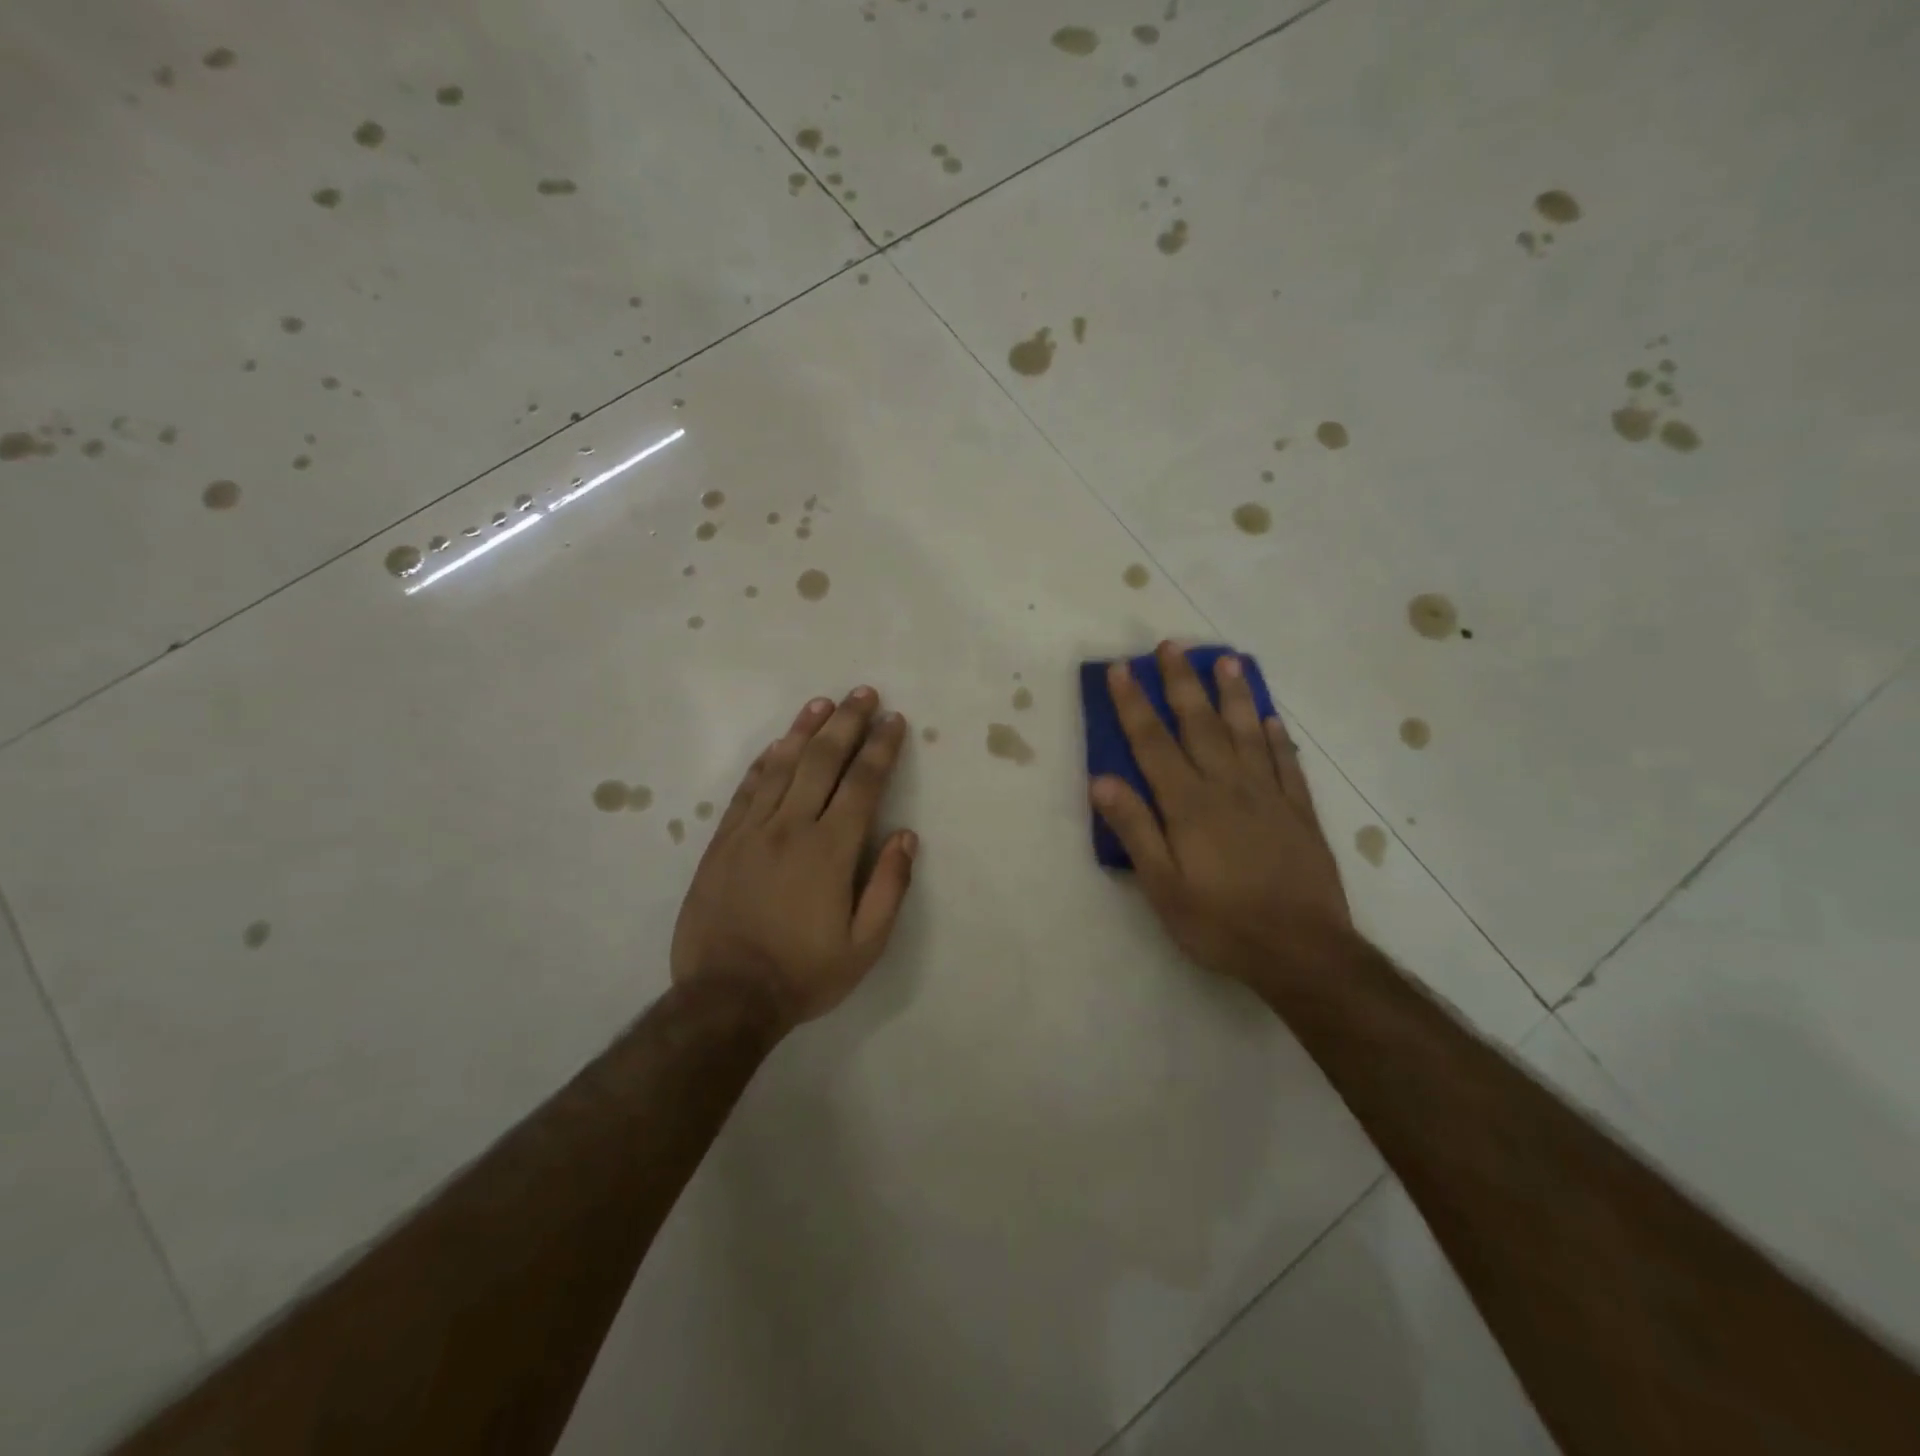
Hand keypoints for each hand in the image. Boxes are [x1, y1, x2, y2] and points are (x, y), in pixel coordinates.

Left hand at [672, 687, 917, 1029]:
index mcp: (830, 850)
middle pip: (822, 761)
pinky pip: (746, 790)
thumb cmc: (804, 973)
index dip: (881, 748)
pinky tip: (777, 745)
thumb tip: (906, 837)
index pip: (863, 784)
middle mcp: (791, 827)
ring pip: (781, 766)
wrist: (726, 997)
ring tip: (822, 704)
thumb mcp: (865, 946)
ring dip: (805, 730)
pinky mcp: (723, 842)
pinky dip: (764, 762)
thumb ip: (889, 887)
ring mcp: (752, 831)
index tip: (894, 721)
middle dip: (847, 723)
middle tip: (863, 693)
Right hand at [1090, 642, 1349, 983]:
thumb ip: (1135, 829)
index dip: (1134, 704)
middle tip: (1171, 646)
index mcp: (1189, 804)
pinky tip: (1271, 718)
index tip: (1121, 669)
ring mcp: (1269, 795)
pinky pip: (1287, 763)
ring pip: (1248, 732)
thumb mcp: (1163, 886)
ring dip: (1233, 695)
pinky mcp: (1300, 812)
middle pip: (1201, 724)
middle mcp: (1228, 787)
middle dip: (1182, 683)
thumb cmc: (1221, 922)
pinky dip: (1277, 737)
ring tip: (1226, 660)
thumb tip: (1101, 780)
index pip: (1153, 743)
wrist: (1303, 951)